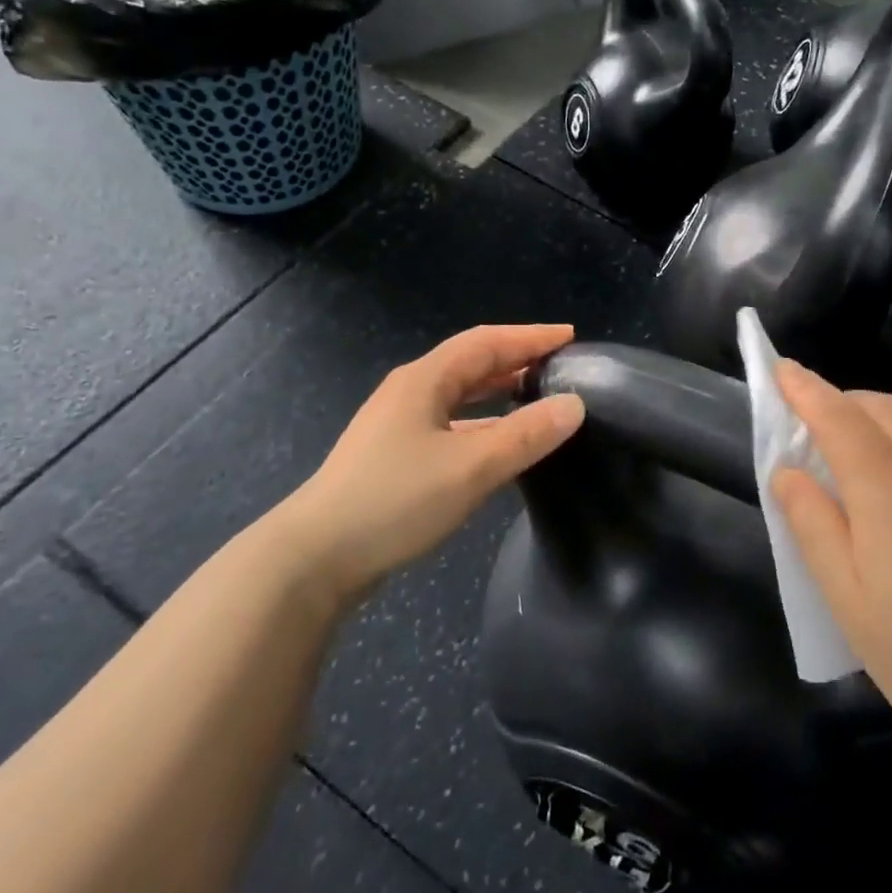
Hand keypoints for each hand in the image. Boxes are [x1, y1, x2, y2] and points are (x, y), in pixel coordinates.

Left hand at [282, 325, 585, 606]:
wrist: (317, 556)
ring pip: (460, 397)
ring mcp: (399, 425)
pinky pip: (451, 425)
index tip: (570, 337)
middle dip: (516, 361)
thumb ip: (526, 435)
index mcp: (425, 380)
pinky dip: (482, 425)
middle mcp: (411, 392)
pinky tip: (499, 445)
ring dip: (499, 393)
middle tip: (560, 367)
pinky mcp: (395, 456)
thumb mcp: (471, 466)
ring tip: (538, 399)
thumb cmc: (396, 499)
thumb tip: (574, 405)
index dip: (530, 336)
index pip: (487, 342)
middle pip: (472, 364)